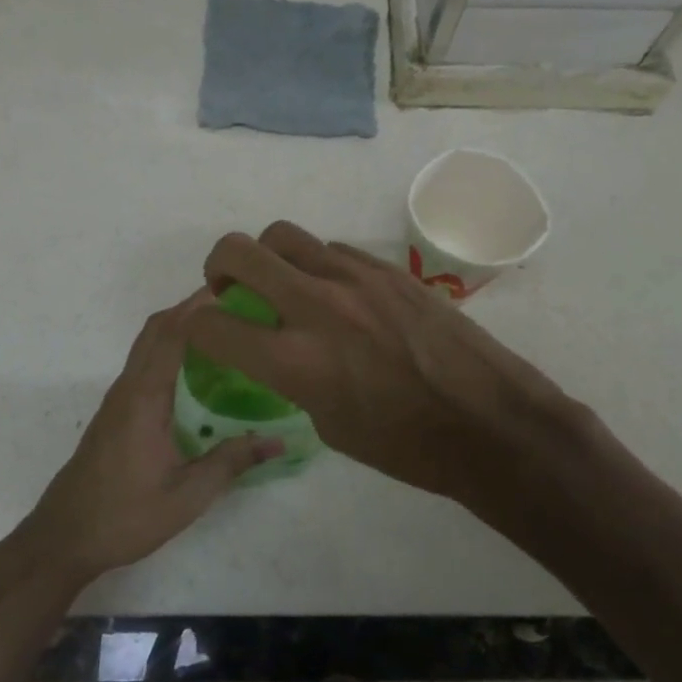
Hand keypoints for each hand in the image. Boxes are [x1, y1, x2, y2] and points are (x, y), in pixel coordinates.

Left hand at [15, 291, 282, 586]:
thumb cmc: (124, 516)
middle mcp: (129, 387)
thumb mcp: (187, 496)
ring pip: (148, 344)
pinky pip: (145, 363)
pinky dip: (170, 348)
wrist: (62, 539)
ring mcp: (119, 398)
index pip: (173, 333)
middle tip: (236, 303)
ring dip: (180, 325)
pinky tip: (197, 369)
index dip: (201, 307)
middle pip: (157, 328)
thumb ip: (231, 463)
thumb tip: (278, 441)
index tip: (235, 290)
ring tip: (224, 328)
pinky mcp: (116, 412)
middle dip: (192, 307)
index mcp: (145, 397)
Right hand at [183, 222, 595, 508]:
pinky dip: (316, 265)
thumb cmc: (407, 445)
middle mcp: (316, 305)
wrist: (488, 420)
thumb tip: (279, 349)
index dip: (193, 327)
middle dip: (217, 266)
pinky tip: (335, 293)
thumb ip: (291, 378)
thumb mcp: (329, 425)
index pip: (211, 325)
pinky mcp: (387, 267)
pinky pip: (331, 249)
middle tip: (228, 287)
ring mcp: (354, 277)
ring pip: (285, 236)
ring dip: (269, 257)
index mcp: (295, 360)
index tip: (200, 331)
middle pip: (238, 251)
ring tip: (283, 284)